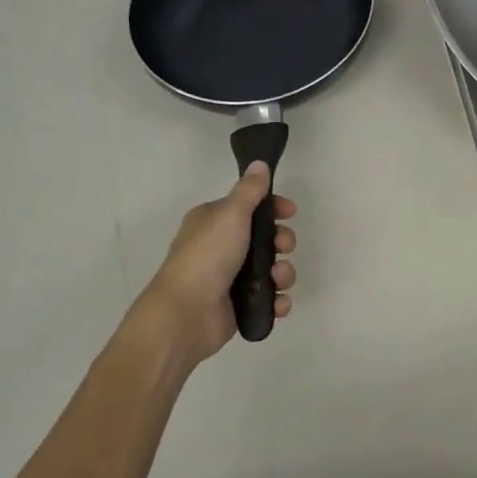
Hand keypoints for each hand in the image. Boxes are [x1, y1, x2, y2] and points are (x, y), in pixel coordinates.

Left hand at [141, 163, 295, 362]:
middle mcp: (222, 247)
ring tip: (277, 280)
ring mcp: (230, 279)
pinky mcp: (239, 306)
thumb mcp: (230, 214)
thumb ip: (249, 190)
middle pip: (266, 238)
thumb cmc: (207, 256)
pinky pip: (269, 299)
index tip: (290, 212)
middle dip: (282, 242)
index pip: (250, 207)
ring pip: (272, 269)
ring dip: (283, 273)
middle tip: (283, 248)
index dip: (273, 208)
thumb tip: (259, 163)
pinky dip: (278, 300)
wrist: (186, 314)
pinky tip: (277, 303)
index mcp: (214, 221)